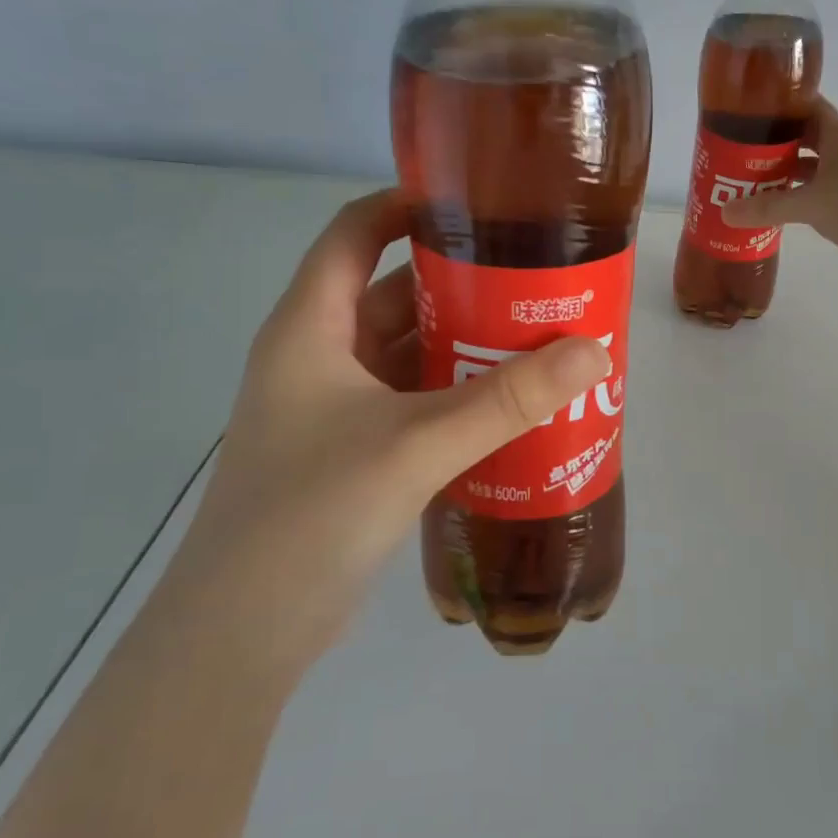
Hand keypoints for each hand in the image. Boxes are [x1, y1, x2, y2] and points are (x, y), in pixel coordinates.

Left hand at [162, 191, 608, 667]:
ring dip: (466, 347)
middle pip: (395, 295)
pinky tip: (511, 407)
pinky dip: (458, 397)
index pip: (354, 234)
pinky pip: (415, 403)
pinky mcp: (355, 453)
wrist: (245, 632)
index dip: (407, 206)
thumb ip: (505, 400)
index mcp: (311, 328)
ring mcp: (335, 409)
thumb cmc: (312, 514)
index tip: (479, 204)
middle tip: (536, 281)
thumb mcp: (416, 445)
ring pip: (409, 354)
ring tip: (539, 339)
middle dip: (463, 285)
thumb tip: (591, 351)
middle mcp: (319, 358)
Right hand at [721, 99, 837, 290]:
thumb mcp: (810, 205)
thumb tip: (724, 212)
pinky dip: (793, 195)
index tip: (748, 108)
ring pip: (808, 167)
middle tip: (736, 147)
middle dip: (772, 141)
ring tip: (745, 177)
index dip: (781, 103)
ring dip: (781, 171)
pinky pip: (813, 192)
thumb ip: (767, 207)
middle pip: (803, 138)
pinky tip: (771, 206)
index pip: (808, 106)